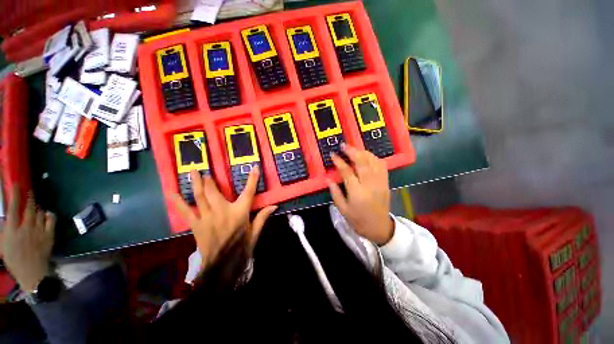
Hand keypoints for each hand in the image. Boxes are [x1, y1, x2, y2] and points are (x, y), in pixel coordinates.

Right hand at [2, 186, 55, 291]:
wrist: (32, 272)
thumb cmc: (14, 260)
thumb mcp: (3, 245)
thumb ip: (4, 230)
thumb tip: (5, 217)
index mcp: (12, 230)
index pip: (13, 208)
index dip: (15, 194)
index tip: (16, 184)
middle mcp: (26, 228)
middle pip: (29, 207)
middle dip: (29, 197)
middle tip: (29, 192)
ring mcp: (39, 231)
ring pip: (40, 212)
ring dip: (38, 208)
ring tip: (36, 207)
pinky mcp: (50, 235)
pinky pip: (52, 219)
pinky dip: (49, 215)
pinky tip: (47, 214)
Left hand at [171, 168, 276, 267]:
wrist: (222, 266)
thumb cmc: (241, 247)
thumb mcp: (255, 232)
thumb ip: (263, 217)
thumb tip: (275, 206)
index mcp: (239, 213)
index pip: (248, 192)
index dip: (252, 179)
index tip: (254, 168)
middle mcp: (222, 212)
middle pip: (215, 192)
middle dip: (210, 180)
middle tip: (205, 171)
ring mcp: (207, 218)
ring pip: (200, 197)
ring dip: (197, 184)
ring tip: (192, 172)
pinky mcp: (196, 225)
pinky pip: (186, 211)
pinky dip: (178, 202)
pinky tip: (170, 193)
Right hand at [328, 145, 393, 245]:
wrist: (379, 227)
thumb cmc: (358, 220)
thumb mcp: (343, 210)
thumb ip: (335, 193)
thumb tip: (328, 179)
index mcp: (357, 193)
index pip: (347, 172)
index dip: (339, 162)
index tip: (333, 155)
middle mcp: (370, 185)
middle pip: (362, 162)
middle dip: (352, 151)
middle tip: (343, 145)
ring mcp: (380, 182)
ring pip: (373, 161)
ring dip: (363, 152)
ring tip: (353, 149)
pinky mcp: (386, 182)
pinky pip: (381, 165)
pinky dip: (373, 158)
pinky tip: (366, 156)